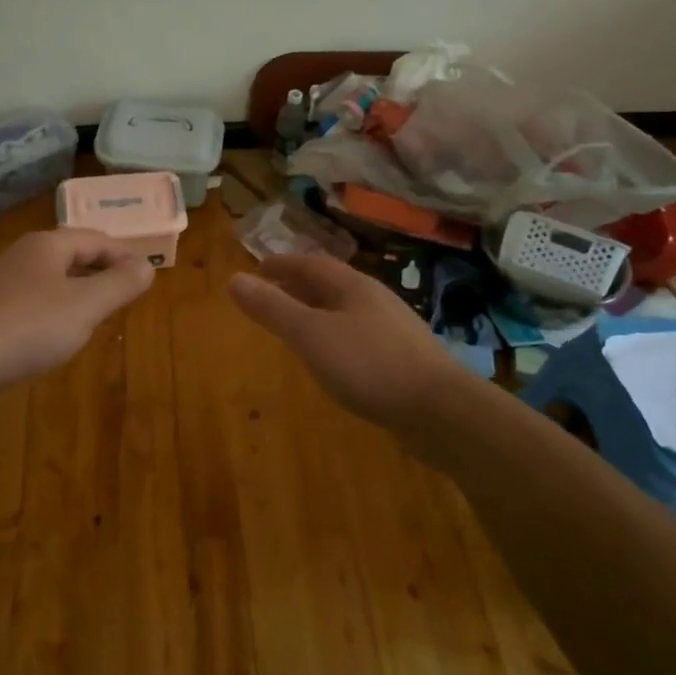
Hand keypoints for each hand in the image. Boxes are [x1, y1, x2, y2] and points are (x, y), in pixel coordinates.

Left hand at [0, 229, 155, 394]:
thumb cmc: (27, 327)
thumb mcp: (84, 307)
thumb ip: (119, 285)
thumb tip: (147, 265)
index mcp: (47, 245)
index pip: (96, 239)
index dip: (124, 255)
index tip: (146, 274)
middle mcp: (22, 254)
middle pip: (72, 254)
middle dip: (101, 271)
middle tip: (125, 293)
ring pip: (50, 278)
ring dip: (77, 290)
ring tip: (96, 313)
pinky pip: (31, 299)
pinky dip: (53, 309)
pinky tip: (54, 333)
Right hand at [230, 255, 466, 426]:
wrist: (440, 410)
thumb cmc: (369, 364)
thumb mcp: (311, 335)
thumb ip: (273, 309)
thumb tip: (234, 279)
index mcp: (351, 286)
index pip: (310, 264)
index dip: (281, 265)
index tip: (256, 270)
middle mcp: (373, 299)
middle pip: (329, 284)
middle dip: (298, 287)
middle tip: (271, 295)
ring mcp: (393, 328)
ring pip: (345, 310)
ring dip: (318, 312)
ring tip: (297, 326)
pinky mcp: (404, 357)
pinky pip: (359, 335)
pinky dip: (336, 336)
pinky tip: (334, 359)